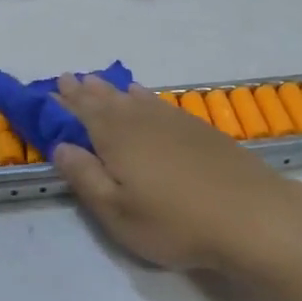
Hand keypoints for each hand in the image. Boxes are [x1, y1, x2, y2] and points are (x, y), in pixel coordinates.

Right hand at [49, 75, 301, 271]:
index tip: (50, 89)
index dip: (65, 102)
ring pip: (135, 98)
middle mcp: (142, 121)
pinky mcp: (199, 129)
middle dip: (86, 91)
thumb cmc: (175, 222)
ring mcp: (174, 122)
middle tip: (70, 78)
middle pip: (108, 100)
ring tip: (99, 82)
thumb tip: (61, 145)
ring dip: (114, 90)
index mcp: (117, 138)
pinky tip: (145, 97)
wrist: (250, 214)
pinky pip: (160, 103)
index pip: (83, 113)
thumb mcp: (118, 212)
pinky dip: (145, 96)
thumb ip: (86, 177)